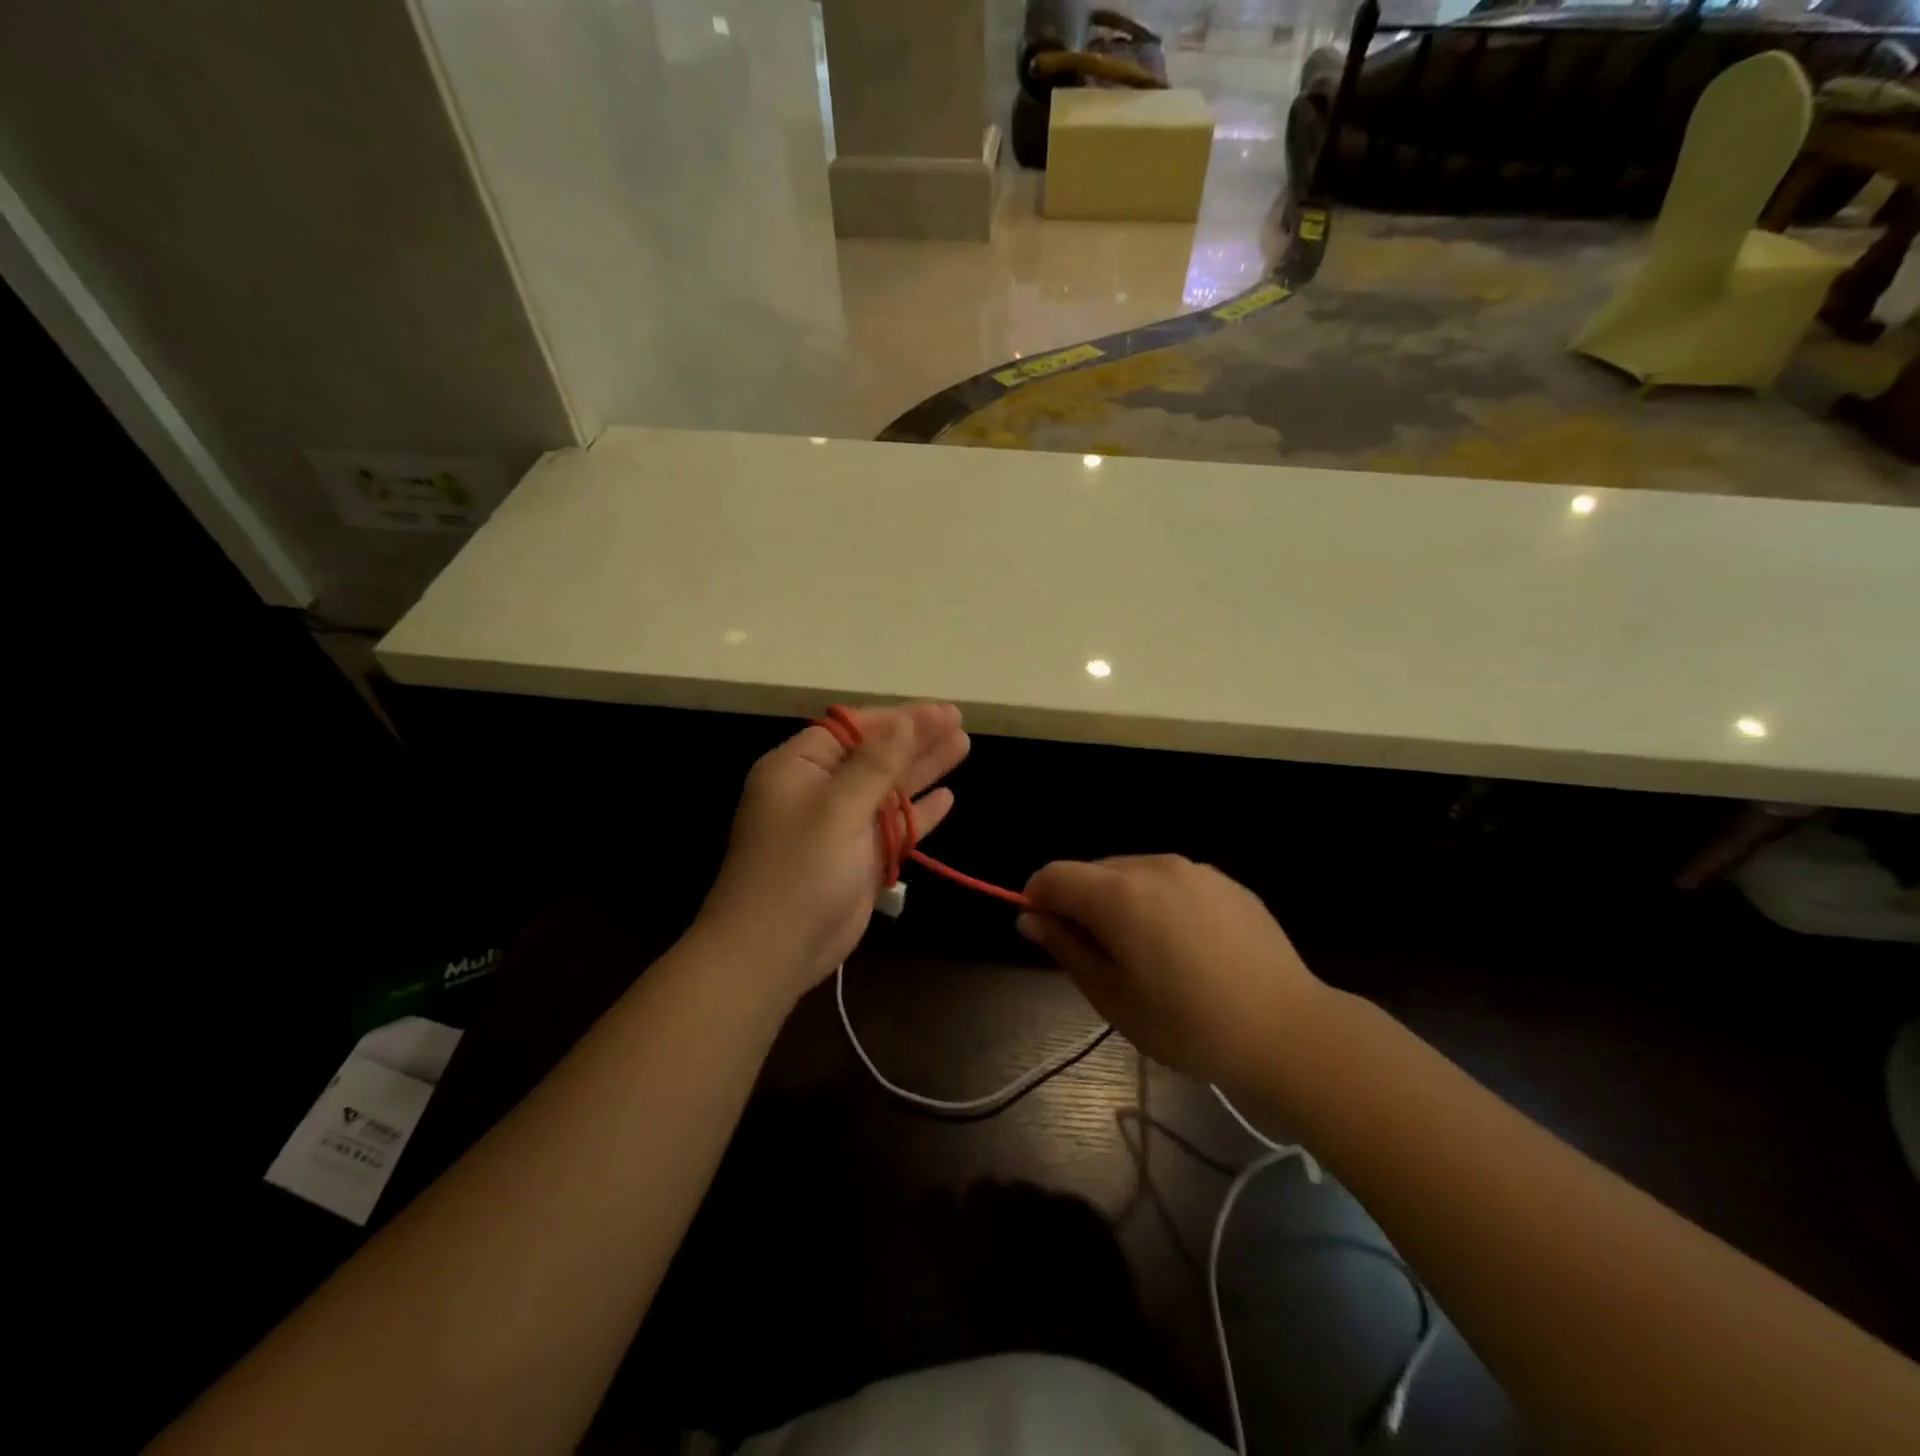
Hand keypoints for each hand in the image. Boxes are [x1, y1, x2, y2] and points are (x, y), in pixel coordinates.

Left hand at [697, 703, 969, 1004]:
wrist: (774, 950)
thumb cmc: (800, 869)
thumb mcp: (837, 807)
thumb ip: (876, 763)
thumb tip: (908, 721)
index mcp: (800, 768)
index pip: (853, 729)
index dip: (898, 718)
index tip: (940, 711)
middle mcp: (820, 790)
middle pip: (876, 755)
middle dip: (917, 739)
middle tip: (958, 721)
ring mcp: (841, 826)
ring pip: (889, 789)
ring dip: (923, 770)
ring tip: (962, 745)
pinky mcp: (859, 858)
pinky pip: (894, 827)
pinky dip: (920, 814)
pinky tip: (947, 798)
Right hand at [1017, 855, 1324, 1085]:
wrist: (1289, 1031)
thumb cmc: (1189, 1025)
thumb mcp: (1113, 997)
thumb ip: (1066, 948)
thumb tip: (1030, 918)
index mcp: (1119, 894)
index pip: (1053, 875)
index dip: (1037, 900)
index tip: (1047, 936)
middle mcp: (1153, 866)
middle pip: (1093, 871)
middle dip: (1080, 904)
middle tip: (1100, 958)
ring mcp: (1194, 870)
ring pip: (1132, 874)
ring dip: (1120, 902)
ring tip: (1147, 955)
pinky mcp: (1226, 881)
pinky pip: (1172, 882)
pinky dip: (1159, 903)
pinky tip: (1186, 947)